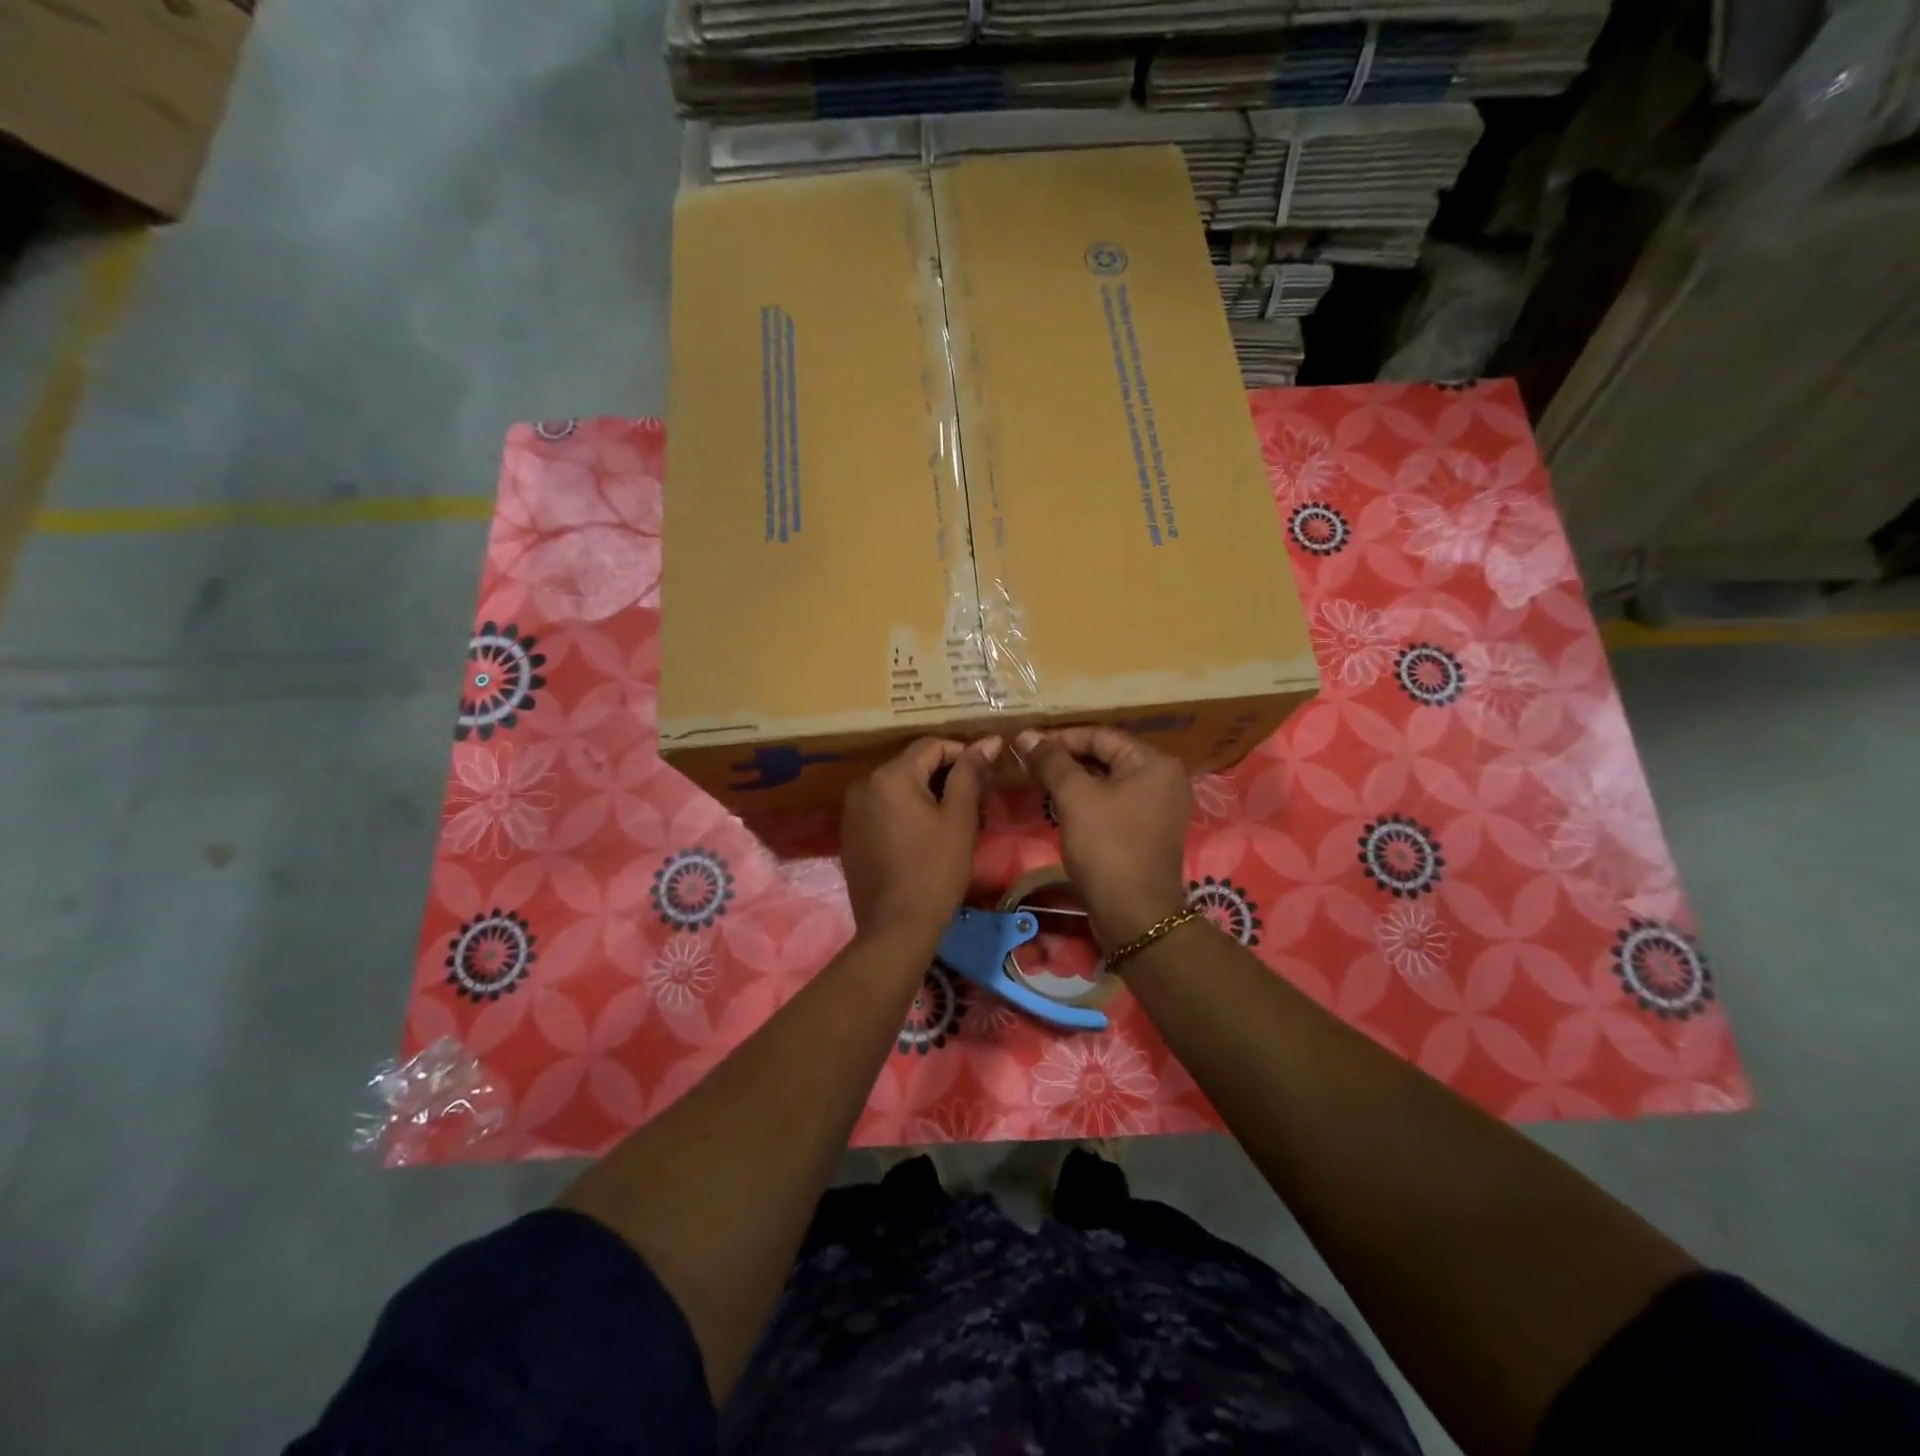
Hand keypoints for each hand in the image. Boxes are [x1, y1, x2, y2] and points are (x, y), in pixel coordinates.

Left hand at [841, 736, 999, 950]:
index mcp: (891, 775)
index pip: (931, 745)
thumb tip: (988, 741)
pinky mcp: (850, 833)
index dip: (962, 755)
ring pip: (897, 787)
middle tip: (973, 803)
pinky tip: (922, 837)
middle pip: (912, 765)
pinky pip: (882, 808)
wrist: (895, 928)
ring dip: (924, 795)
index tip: (984, 778)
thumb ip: (970, 774)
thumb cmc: (934, 871)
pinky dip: (904, 812)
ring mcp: (852, 810)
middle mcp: (864, 784)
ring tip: (951, 821)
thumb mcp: (959, 819)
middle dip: (943, 777)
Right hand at [1015, 726, 1191, 947]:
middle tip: (1028, 764)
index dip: (1061, 738)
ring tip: (1037, 783)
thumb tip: (1026, 734)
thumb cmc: (1107, 847)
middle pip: (1106, 757)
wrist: (1134, 914)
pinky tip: (1059, 807)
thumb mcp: (1075, 797)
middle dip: (1065, 760)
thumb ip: (1051, 761)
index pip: (1101, 735)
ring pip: (1108, 782)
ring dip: (1074, 781)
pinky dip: (1087, 802)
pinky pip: (1113, 804)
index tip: (1026, 745)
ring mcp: (1158, 808)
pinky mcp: (1147, 832)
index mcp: (1154, 763)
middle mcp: (1163, 780)